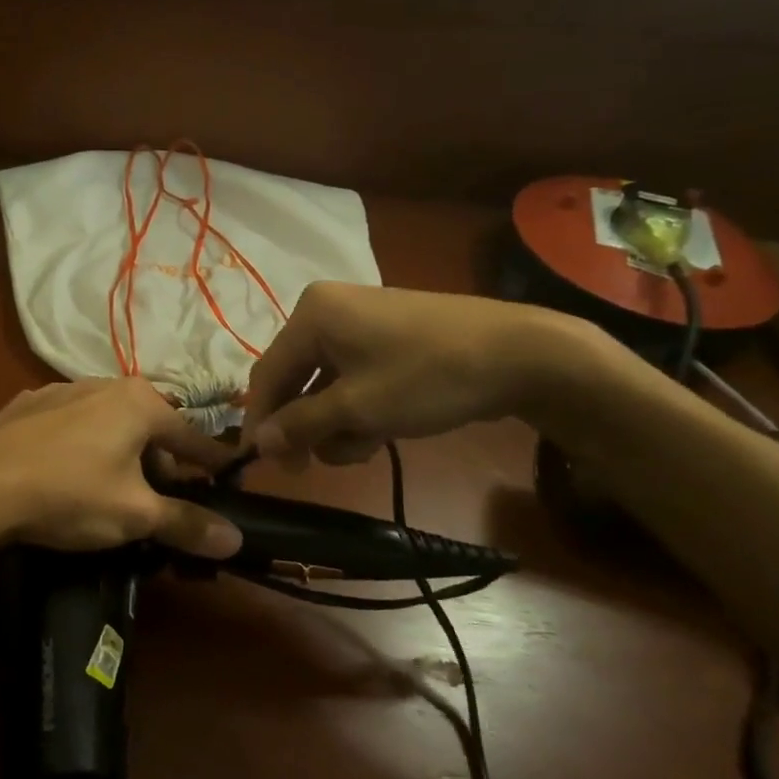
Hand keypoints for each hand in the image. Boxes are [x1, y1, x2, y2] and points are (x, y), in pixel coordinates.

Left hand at [0, 379, 243, 558]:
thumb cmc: (70, 494)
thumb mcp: (135, 515)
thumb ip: (187, 523)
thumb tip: (236, 538)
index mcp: (139, 402)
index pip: (192, 437)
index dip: (213, 464)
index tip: (229, 481)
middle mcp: (104, 384)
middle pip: (149, 428)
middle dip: (161, 464)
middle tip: (163, 502)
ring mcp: (61, 390)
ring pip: (109, 424)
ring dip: (121, 453)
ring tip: (116, 490)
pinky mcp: (27, 406)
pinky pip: (71, 425)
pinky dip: (82, 446)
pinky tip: (69, 473)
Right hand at [242, 282, 587, 466]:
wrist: (521, 354)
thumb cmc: (426, 377)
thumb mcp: (357, 408)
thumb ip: (299, 424)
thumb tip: (256, 442)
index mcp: (311, 315)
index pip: (267, 373)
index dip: (260, 421)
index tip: (259, 465)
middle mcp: (327, 311)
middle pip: (295, 380)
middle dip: (307, 426)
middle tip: (311, 468)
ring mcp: (359, 323)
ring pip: (325, 385)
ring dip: (337, 423)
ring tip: (367, 447)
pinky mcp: (387, 338)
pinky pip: (353, 378)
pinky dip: (358, 408)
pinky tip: (382, 432)